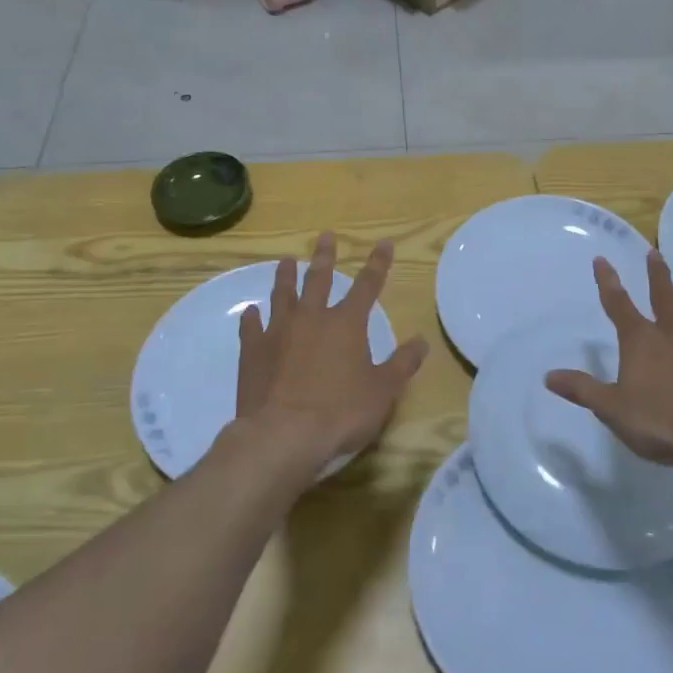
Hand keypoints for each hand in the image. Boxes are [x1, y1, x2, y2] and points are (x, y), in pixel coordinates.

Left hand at [235, 233, 427, 472]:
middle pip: (320, 279)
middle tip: (325, 236)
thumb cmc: (340, 412)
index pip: (368, 285)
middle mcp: (312, 318)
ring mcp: (278, 333)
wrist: (282, 436)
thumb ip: (402, 364)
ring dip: (286, 277)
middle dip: (325, 257)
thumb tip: (422, 341)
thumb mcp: (383, 391)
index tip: (384, 243)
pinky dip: (252, 318)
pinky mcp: (253, 352)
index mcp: (346, 324)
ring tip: (286, 261)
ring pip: (283, 296)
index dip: (378, 263)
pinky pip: (251, 328)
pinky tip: (250, 311)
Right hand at [545, 251, 672, 468]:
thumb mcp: (612, 408)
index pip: (618, 305)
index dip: (608, 282)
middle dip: (656, 275)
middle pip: (662, 296)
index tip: (602, 259)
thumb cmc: (660, 421)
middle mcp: (671, 332)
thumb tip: (548, 376)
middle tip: (654, 253)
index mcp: (640, 341)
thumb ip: (582, 390)